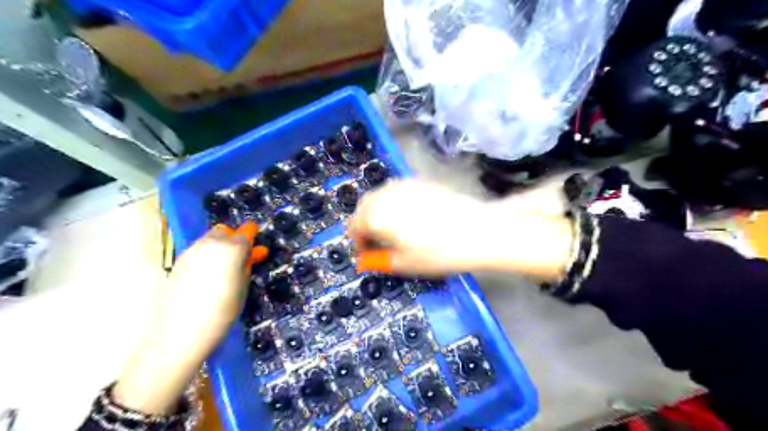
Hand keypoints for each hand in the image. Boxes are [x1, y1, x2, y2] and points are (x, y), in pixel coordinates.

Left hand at [113, 222, 267, 413]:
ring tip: (227, 267)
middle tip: (242, 257)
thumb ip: (246, 265)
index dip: (252, 237)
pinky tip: (210, 275)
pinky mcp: (177, 263)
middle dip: (234, 239)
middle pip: (224, 231)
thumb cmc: (221, 313)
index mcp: (231, 248)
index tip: (257, 243)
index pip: (246, 234)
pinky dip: (207, 256)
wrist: (177, 335)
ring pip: (209, 239)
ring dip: (220, 246)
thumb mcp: (242, 288)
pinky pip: (198, 251)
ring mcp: (190, 252)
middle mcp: (209, 244)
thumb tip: (251, 253)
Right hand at [351, 179, 572, 279]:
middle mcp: (386, 195)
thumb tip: (364, 260)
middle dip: (365, 224)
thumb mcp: (404, 263)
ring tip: (393, 229)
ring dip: (377, 211)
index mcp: (377, 216)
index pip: (354, 226)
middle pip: (363, 207)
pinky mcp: (420, 181)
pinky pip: (396, 190)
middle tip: (378, 242)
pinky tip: (409, 215)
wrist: (478, 231)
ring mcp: (404, 185)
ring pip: (379, 196)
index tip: (368, 253)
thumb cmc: (439, 253)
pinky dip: (393, 202)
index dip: (358, 243)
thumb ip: (378, 260)